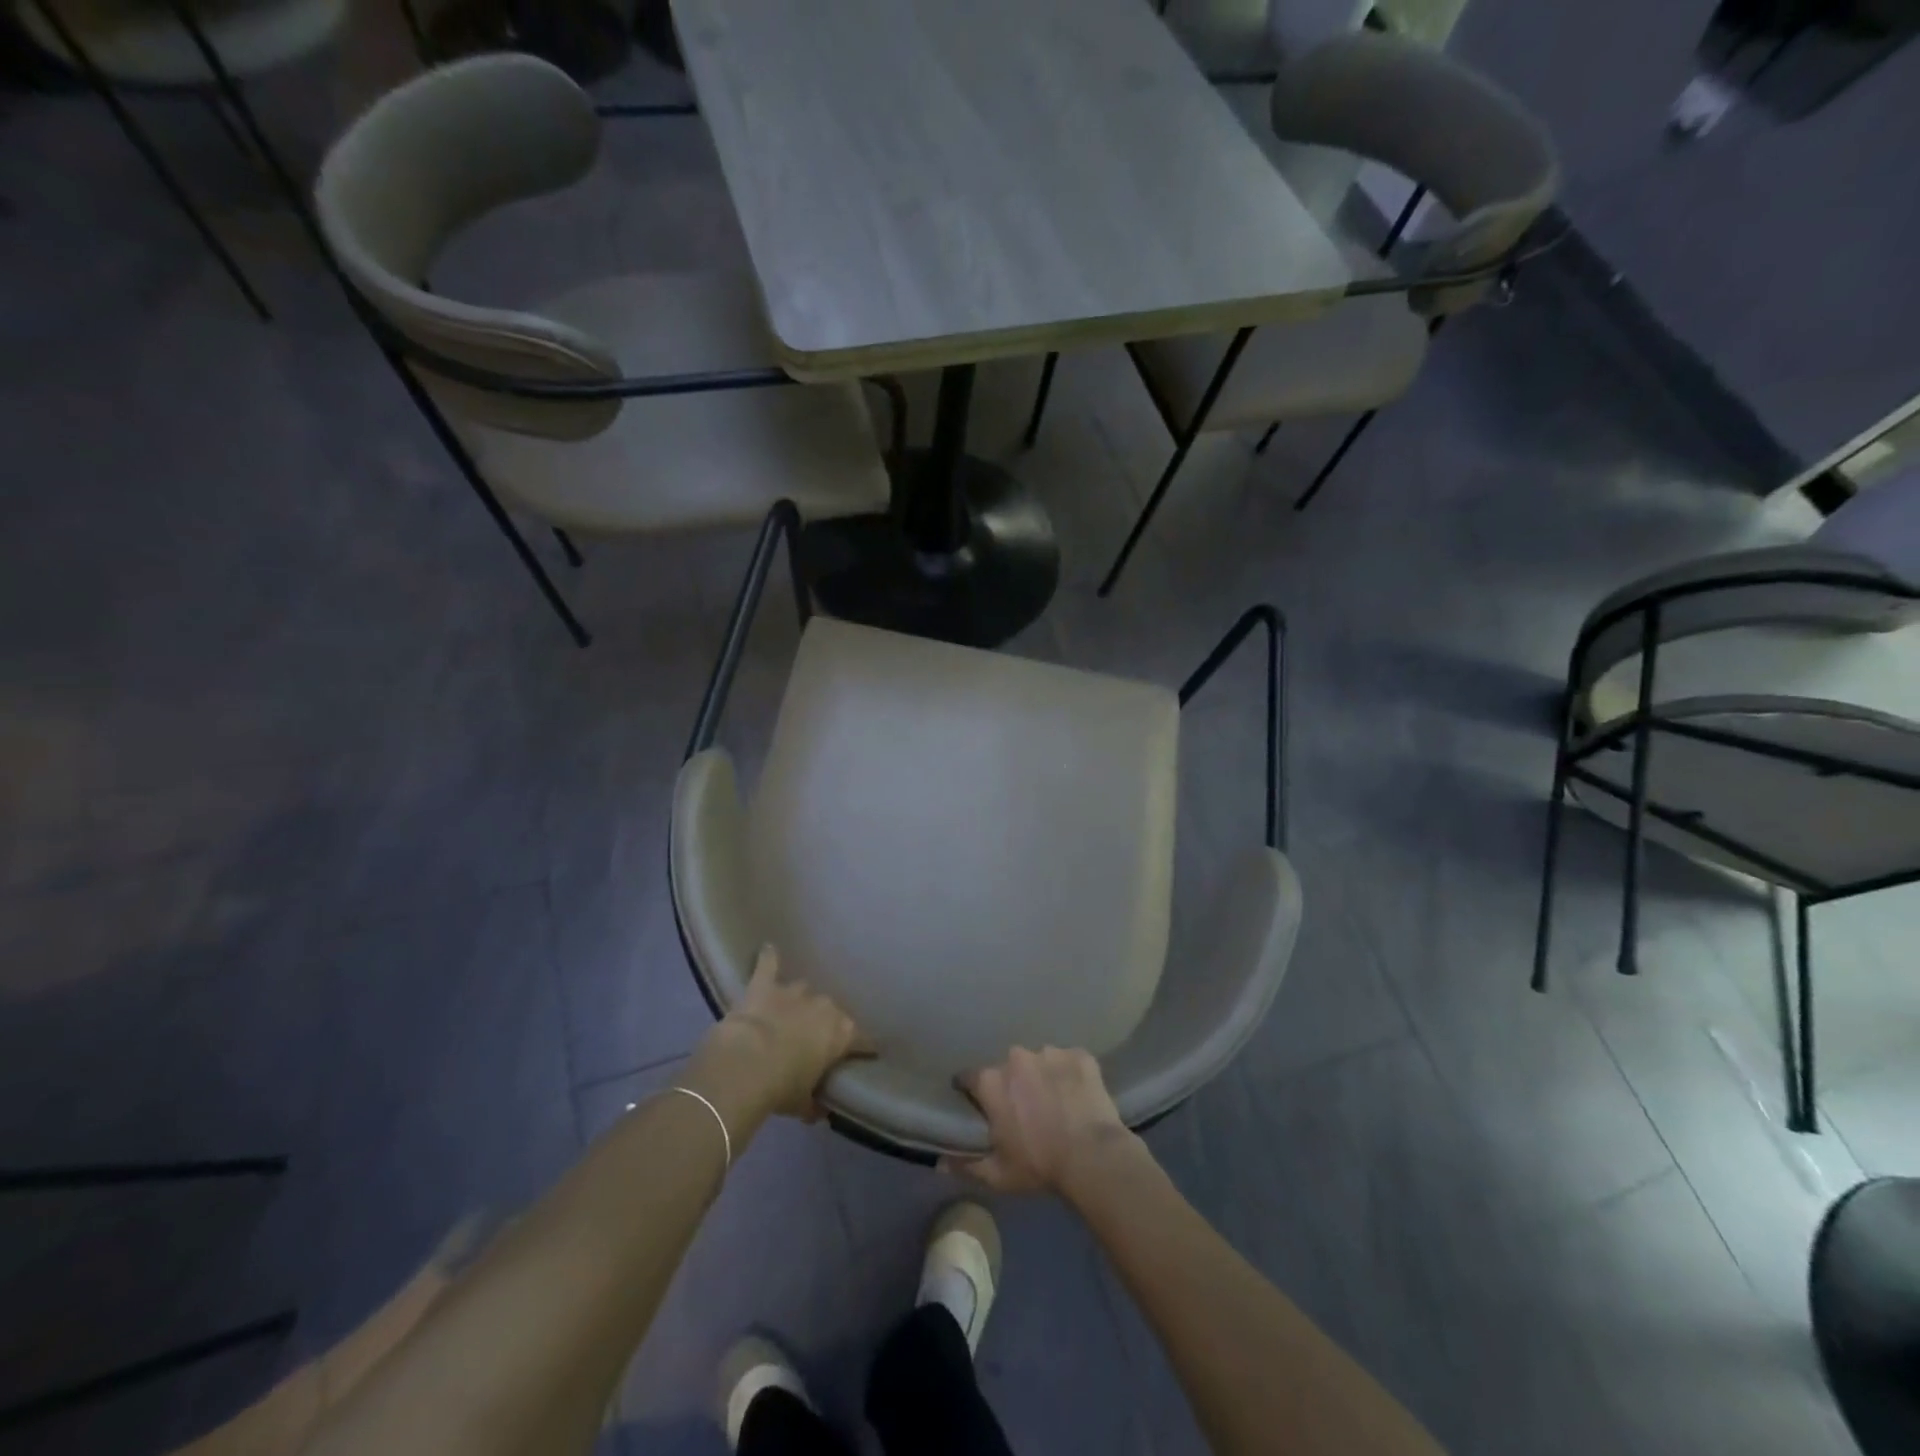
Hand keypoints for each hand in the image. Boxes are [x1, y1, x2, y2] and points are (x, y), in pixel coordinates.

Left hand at [685, 946, 866, 1127]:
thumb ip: (814, 1102)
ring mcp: (794, 992)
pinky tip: (767, 948)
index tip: (867, 1053)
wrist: (745, 1065)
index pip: (862, 1040)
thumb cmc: (781, 1088)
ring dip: (798, 1001)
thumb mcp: (803, 1104)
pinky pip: (768, 965)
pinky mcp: (764, 985)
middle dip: (824, 1023)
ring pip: (803, 991)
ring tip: (791, 1011)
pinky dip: (768, 958)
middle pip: (831, 1012)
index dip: (865, 1047)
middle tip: (814, 1038)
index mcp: (841, 1033)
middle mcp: (823, 1007)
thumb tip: (818, 1109)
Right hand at [943, 1046, 1143, 1198]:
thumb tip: (940, 1163)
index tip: (978, 1103)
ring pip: (1040, 1061)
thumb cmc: (1039, 1166)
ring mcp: (1050, 1052)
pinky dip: (1071, 1074)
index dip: (972, 1090)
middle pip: (1008, 1067)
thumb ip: (966, 1165)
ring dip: (1043, 1076)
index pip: (970, 1078)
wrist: (1092, 1157)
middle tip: (1025, 1108)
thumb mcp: (998, 1175)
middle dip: (1013, 1083)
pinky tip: (1078, 1095)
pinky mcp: (1080, 1055)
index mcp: (992, 1081)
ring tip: (1056, 1101)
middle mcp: (1017, 1058)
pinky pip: (1070, 1061)